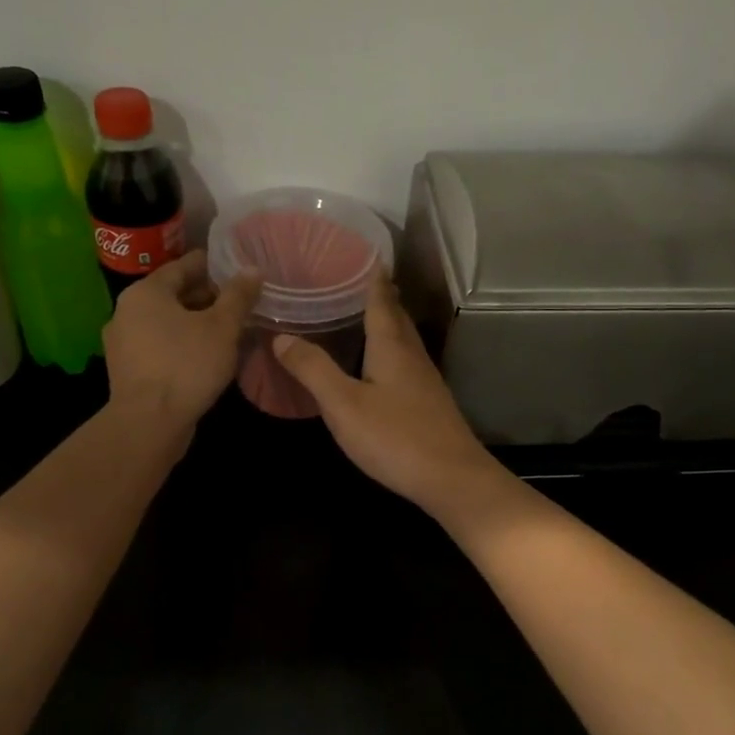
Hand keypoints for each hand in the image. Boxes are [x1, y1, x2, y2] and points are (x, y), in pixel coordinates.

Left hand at [105, 250, 261, 426]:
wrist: (148, 424)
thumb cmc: (186, 365)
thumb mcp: (222, 327)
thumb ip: (238, 296)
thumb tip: (252, 268)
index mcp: (146, 292)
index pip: (183, 266)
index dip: (212, 265)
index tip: (236, 267)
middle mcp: (127, 311)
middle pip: (173, 294)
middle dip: (207, 297)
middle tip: (240, 302)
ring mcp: (124, 343)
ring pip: (167, 323)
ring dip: (196, 323)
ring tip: (229, 329)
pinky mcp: (129, 371)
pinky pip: (161, 346)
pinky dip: (183, 344)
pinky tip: (207, 355)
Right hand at [272, 272, 506, 514]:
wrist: (452, 479)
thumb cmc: (395, 437)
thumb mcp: (344, 405)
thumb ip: (313, 369)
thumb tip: (282, 336)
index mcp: (392, 347)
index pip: (381, 301)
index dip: (373, 279)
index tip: (366, 255)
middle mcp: (413, 357)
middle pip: (397, 318)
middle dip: (382, 298)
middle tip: (361, 280)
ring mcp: (426, 381)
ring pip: (405, 341)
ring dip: (389, 324)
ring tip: (368, 315)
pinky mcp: (430, 404)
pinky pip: (407, 363)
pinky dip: (392, 351)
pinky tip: (383, 366)